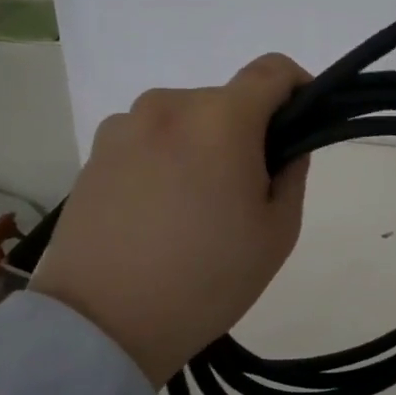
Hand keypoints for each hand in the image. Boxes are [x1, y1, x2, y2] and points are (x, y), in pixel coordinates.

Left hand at [30, 54, 310, 385]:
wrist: (102, 324)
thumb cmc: (206, 278)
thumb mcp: (277, 233)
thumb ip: (292, 173)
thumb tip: (284, 146)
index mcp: (220, 119)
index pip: (272, 70)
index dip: (298, 87)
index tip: (301, 124)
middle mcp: (168, 106)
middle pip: (226, 101)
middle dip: (246, 132)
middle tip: (246, 191)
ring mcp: (123, 126)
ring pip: (185, 121)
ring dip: (202, 145)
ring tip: (195, 208)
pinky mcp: (94, 153)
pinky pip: (148, 140)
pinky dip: (165, 159)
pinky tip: (157, 213)